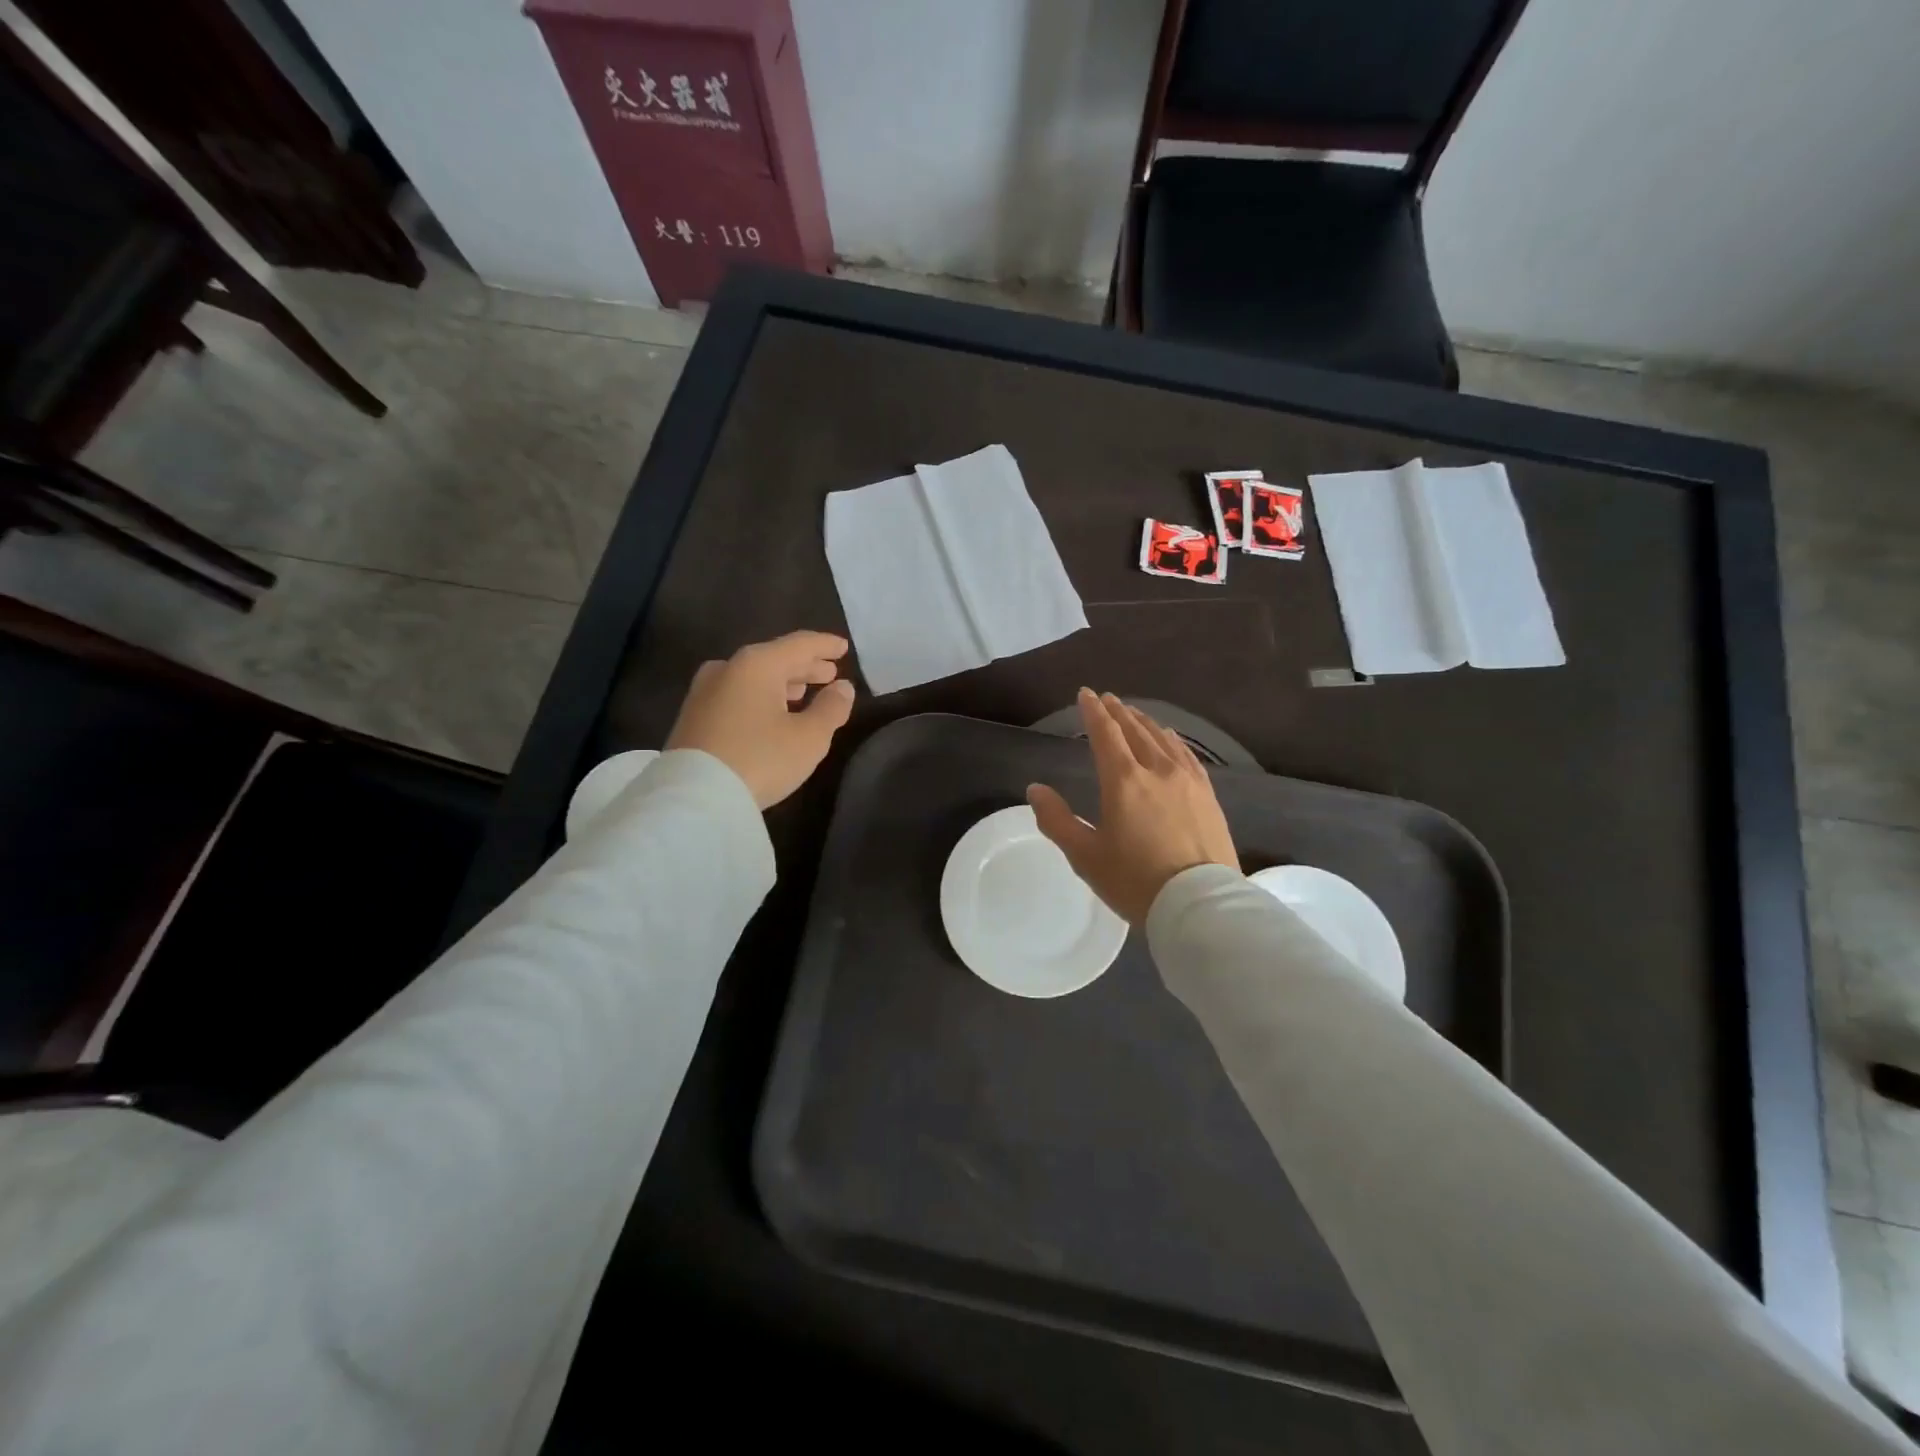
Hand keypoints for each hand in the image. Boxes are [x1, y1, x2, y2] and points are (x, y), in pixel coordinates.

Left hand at [666, 631, 855, 807]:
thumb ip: (831, 708)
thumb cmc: (760, 759)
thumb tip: (842, 688)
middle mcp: (728, 668)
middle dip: (804, 666)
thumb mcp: (809, 737)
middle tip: (828, 673)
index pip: (800, 644)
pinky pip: (737, 694)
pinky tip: (771, 712)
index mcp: (758, 664)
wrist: (694, 796)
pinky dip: (760, 696)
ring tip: (802, 692)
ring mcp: (705, 691)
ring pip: (753, 677)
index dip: (825, 645)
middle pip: (774, 658)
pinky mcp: (693, 716)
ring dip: (781, 683)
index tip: (843, 647)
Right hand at [1027, 690, 1237, 925]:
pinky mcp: (1207, 795)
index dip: (1094, 712)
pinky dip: (1172, 740)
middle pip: (1135, 730)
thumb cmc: (1135, 881)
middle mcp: (1157, 770)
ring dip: (1145, 722)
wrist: (1199, 904)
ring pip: (1163, 739)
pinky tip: (1170, 740)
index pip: (1106, 734)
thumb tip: (1035, 789)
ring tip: (1134, 714)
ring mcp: (1187, 780)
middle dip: (1118, 712)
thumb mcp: (1085, 856)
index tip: (1086, 694)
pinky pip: (1186, 755)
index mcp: (1123, 781)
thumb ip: (1057, 820)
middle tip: (1108, 698)